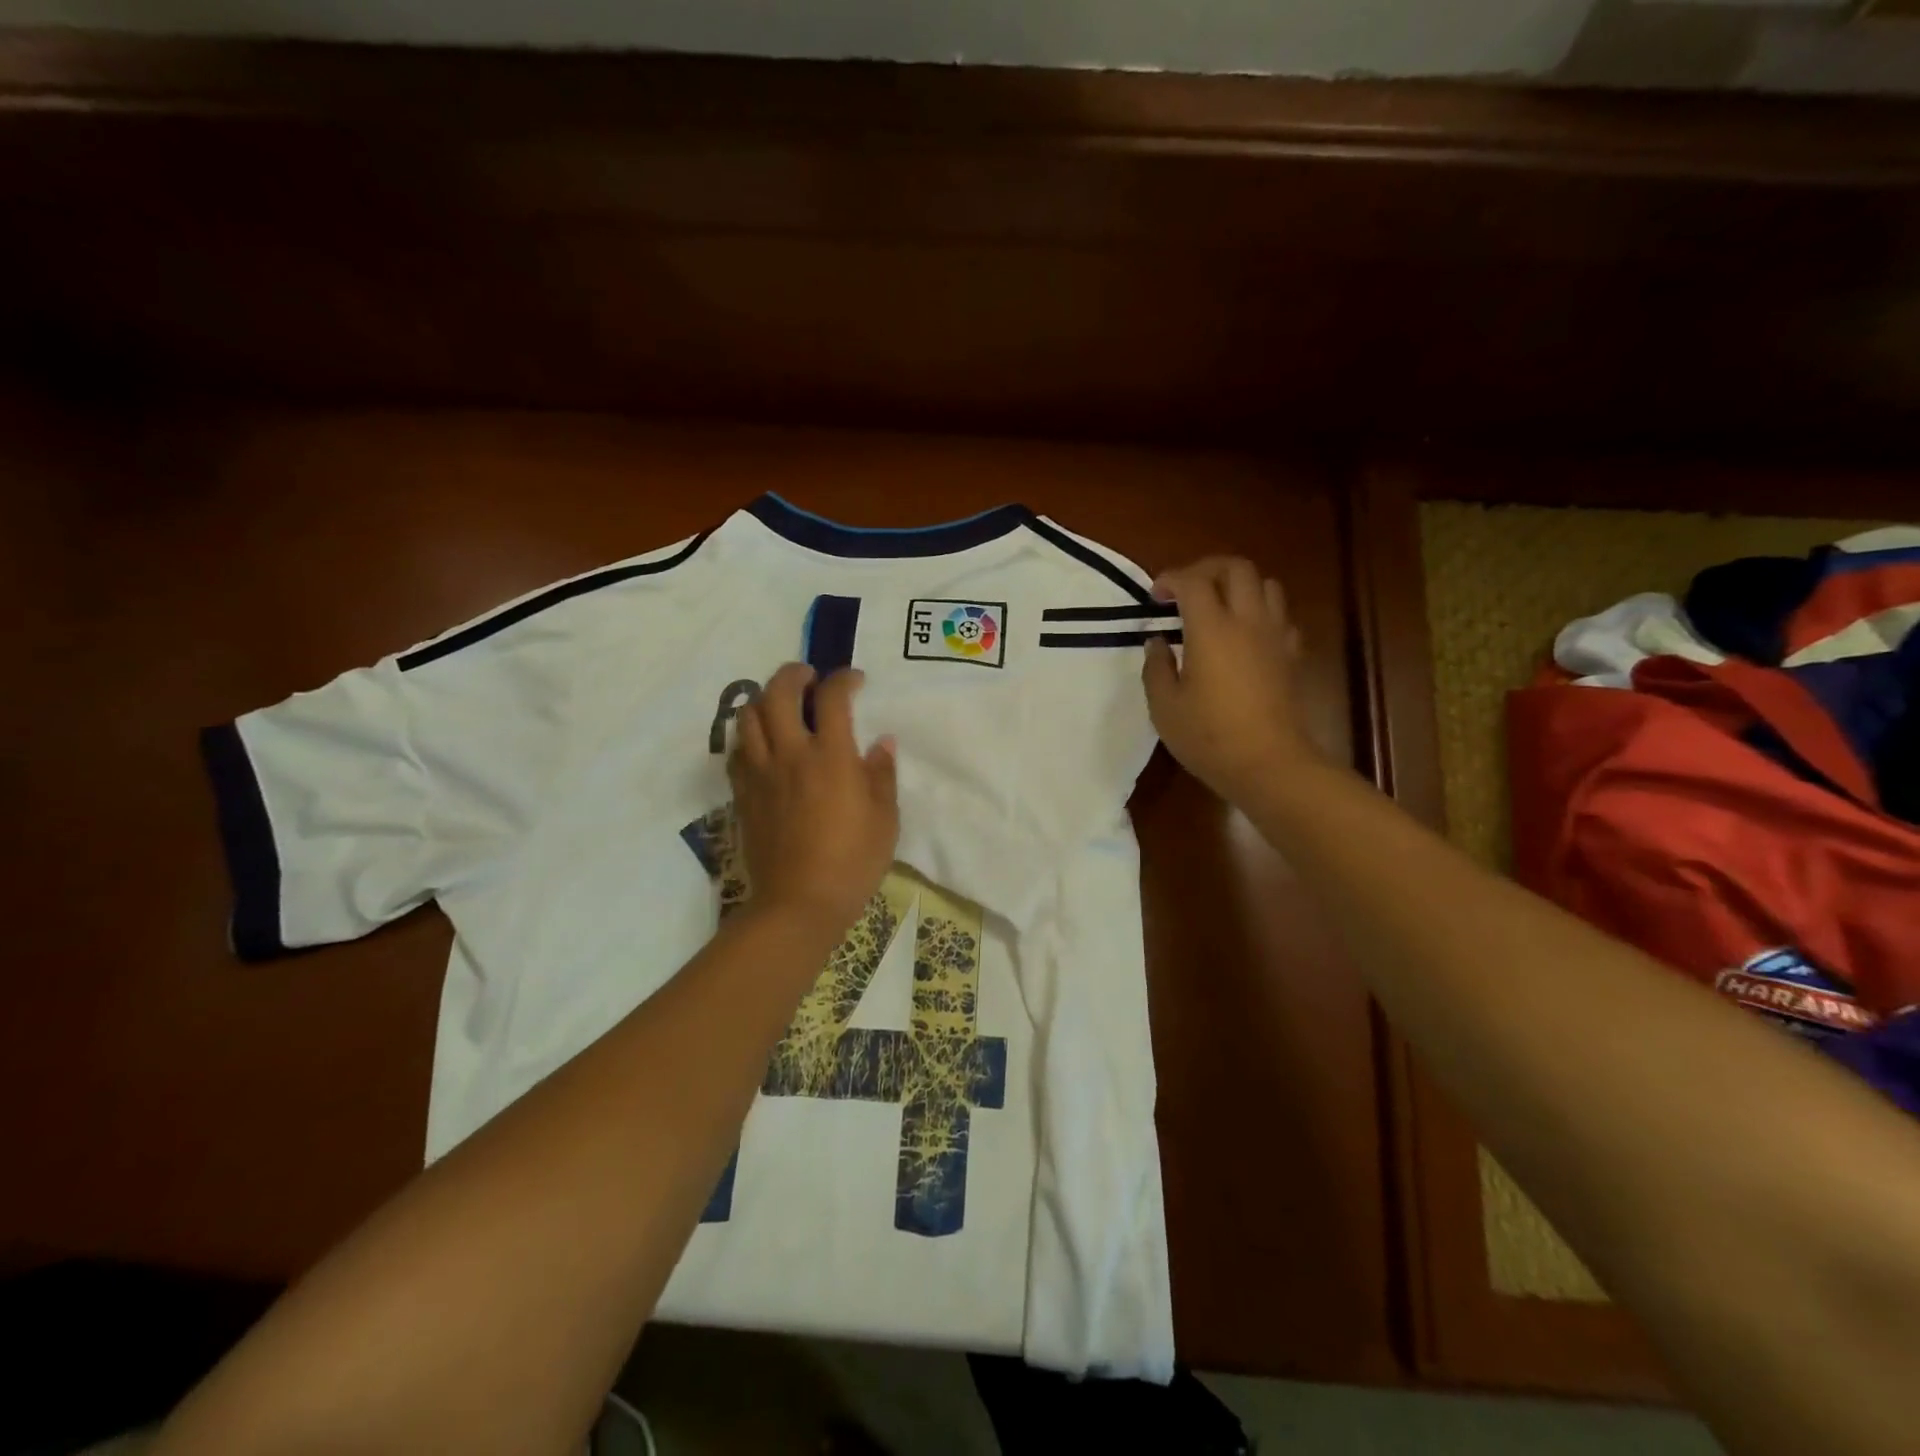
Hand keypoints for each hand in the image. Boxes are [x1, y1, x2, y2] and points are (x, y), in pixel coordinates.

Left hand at [729, 663, 899, 939]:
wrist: (799, 902)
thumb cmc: (852, 861)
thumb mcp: (885, 819)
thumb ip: (882, 774)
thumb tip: (881, 743)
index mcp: (831, 756)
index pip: (832, 697)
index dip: (844, 679)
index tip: (855, 681)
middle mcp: (790, 754)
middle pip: (778, 693)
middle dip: (793, 674)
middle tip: (809, 677)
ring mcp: (761, 773)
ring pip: (748, 716)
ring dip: (765, 699)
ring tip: (781, 705)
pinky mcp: (743, 793)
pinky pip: (737, 750)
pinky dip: (749, 734)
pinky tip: (763, 743)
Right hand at [1142, 557, 1321, 803]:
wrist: (1269, 764)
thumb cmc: (1209, 737)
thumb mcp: (1165, 706)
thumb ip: (1157, 667)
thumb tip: (1157, 641)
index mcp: (1212, 629)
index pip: (1193, 581)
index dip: (1170, 579)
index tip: (1155, 596)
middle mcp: (1248, 621)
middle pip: (1236, 568)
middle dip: (1207, 569)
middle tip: (1185, 589)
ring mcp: (1275, 636)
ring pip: (1266, 584)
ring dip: (1239, 586)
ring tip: (1218, 607)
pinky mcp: (1291, 655)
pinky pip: (1280, 616)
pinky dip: (1261, 612)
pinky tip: (1246, 635)